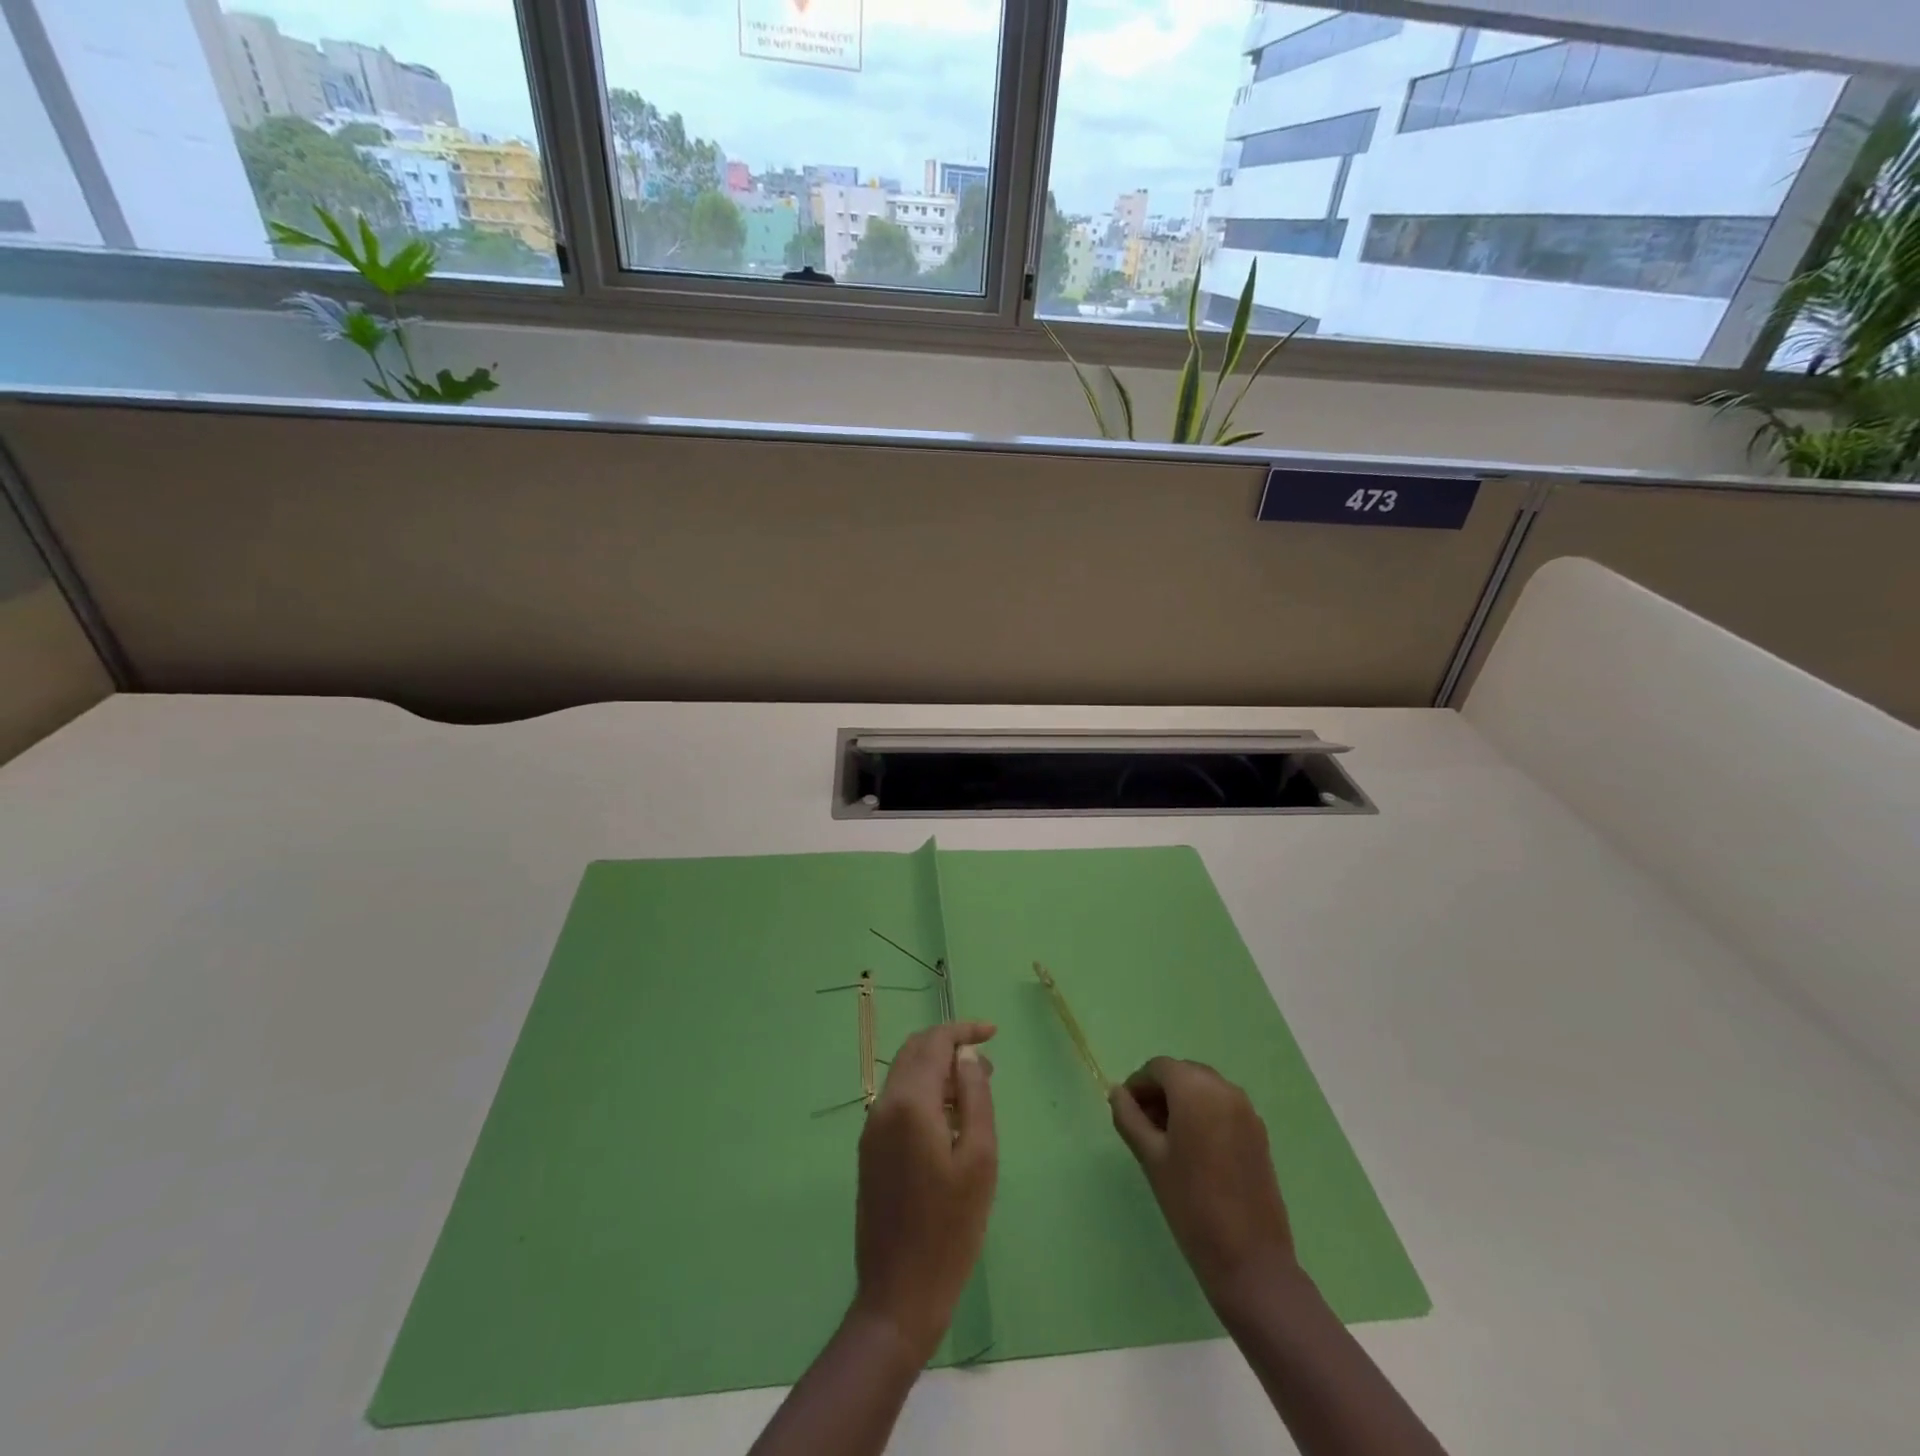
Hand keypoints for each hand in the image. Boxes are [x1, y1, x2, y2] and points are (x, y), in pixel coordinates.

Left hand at [851, 1020, 997, 1363]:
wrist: (899, 1294)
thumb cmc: (950, 1228)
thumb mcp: (979, 1159)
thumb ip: (974, 1096)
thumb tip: (967, 1055)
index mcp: (909, 1103)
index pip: (934, 1043)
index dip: (963, 1030)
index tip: (993, 1032)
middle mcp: (883, 1106)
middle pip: (914, 1052)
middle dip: (949, 1046)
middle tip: (987, 1062)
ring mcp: (872, 1129)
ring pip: (905, 1076)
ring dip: (938, 1070)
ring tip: (976, 1088)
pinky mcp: (870, 1151)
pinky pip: (898, 1102)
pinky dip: (925, 1093)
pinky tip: (951, 1118)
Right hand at [1109, 1057, 1296, 1307]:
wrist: (1250, 1260)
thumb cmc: (1191, 1204)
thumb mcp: (1150, 1158)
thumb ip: (1129, 1118)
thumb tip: (1117, 1093)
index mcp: (1196, 1089)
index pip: (1159, 1068)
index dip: (1138, 1085)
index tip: (1125, 1112)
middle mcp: (1225, 1089)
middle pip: (1183, 1074)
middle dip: (1160, 1092)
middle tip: (1143, 1125)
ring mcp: (1247, 1110)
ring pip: (1204, 1089)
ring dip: (1182, 1102)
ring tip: (1166, 1140)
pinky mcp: (1259, 1133)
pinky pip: (1223, 1107)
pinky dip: (1204, 1114)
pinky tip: (1194, 1150)